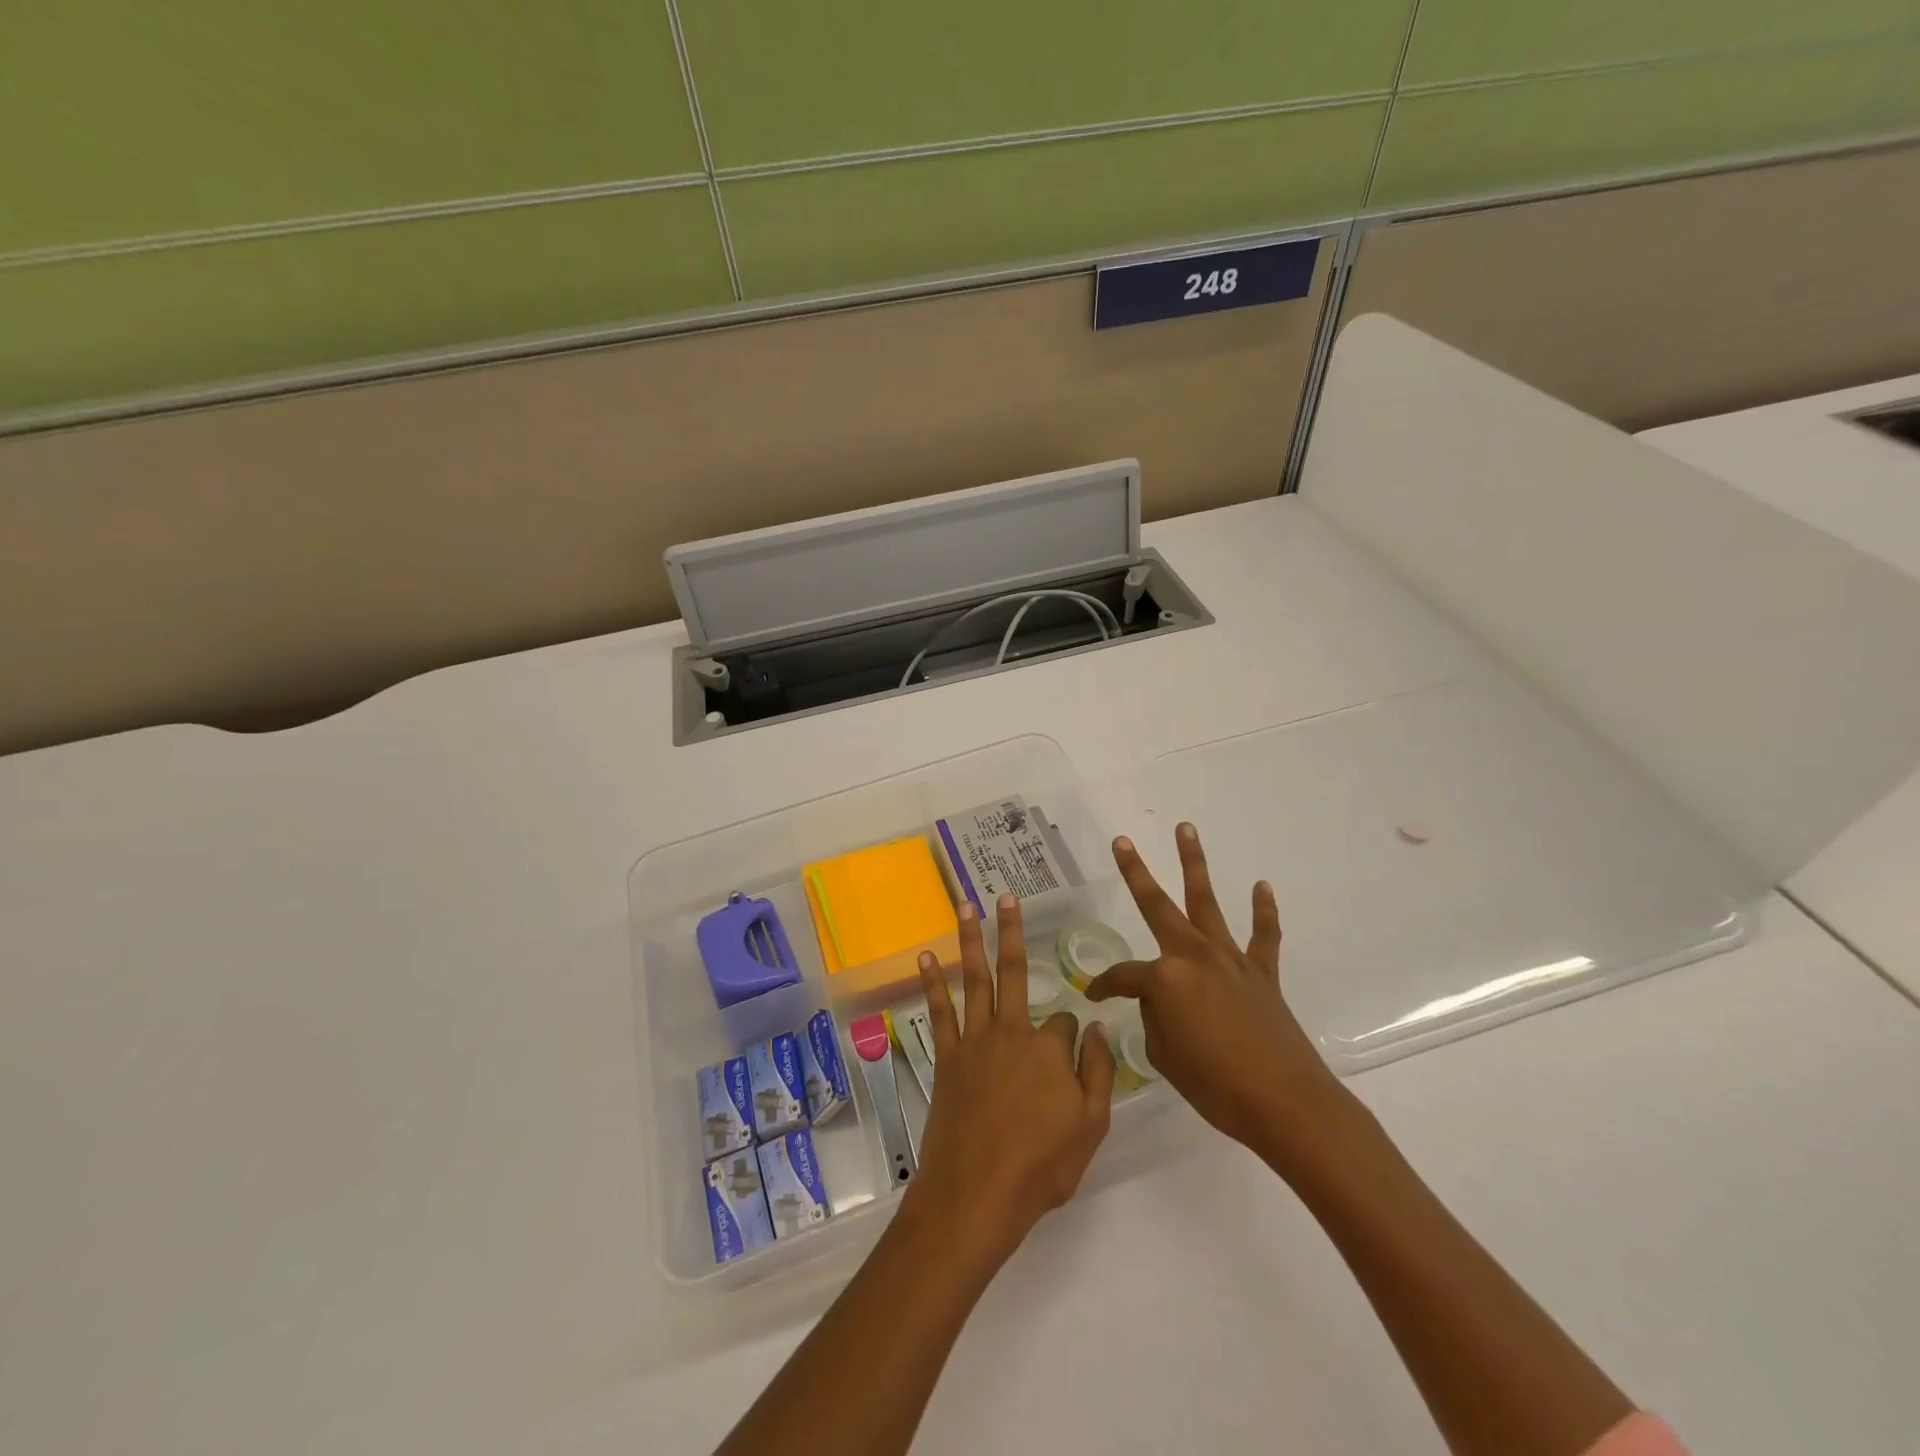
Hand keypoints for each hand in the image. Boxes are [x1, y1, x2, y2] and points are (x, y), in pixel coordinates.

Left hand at [904, 894, 1115, 1271]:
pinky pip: (939, 1011)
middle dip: (1012, 931)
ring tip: (966, 905)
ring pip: (975, 978)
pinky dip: (932, 982)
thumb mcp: (1091, 1126)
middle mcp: (1012, 1031)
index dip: (1073, 1040)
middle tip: (1006, 896)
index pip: (1067, 1024)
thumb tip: (1098, 1027)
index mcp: (1050, 1048)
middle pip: (1015, 971)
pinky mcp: (947, 1057)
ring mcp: (975, 1041)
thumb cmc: (1040, 1166)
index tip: (1073, 1062)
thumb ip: (1098, 1073)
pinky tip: (925, 957)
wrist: (976, 1195)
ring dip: (971, 939)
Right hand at [1085, 823, 1346, 1166]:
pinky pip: (1263, 935)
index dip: (1104, 986)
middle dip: (1136, 873)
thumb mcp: (1164, 1056)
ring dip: (1195, 864)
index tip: (1094, 995)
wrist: (1285, 1104)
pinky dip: (1263, 910)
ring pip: (1207, 902)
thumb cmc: (1215, 1085)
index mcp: (1165, 978)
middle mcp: (1194, 956)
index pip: (1123, 975)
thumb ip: (1156, 1019)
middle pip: (1158, 907)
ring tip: (1186, 829)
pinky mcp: (1262, 974)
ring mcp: (1230, 961)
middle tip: (1122, 842)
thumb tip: (1161, 1002)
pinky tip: (1260, 886)